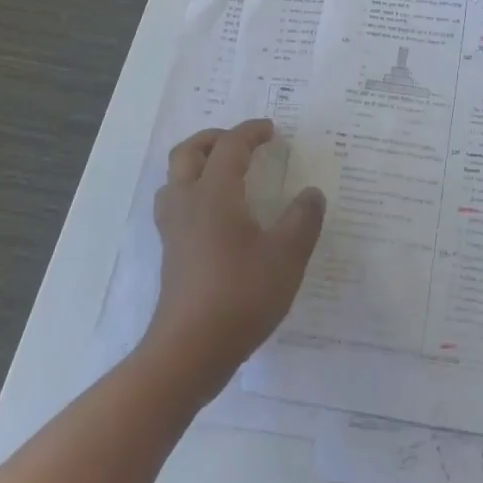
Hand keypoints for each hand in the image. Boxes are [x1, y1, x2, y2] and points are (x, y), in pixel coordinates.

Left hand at [144, 119, 326, 397]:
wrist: (189, 353)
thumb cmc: (240, 296)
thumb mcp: (287, 256)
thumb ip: (303, 220)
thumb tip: (311, 193)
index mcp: (214, 194)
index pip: (230, 147)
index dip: (251, 132)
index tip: (273, 130)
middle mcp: (188, 203)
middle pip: (187, 153)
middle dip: (214, 138)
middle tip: (242, 142)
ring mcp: (174, 231)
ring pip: (175, 179)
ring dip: (197, 164)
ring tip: (225, 171)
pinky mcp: (171, 254)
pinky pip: (176, 205)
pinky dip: (194, 191)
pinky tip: (217, 213)